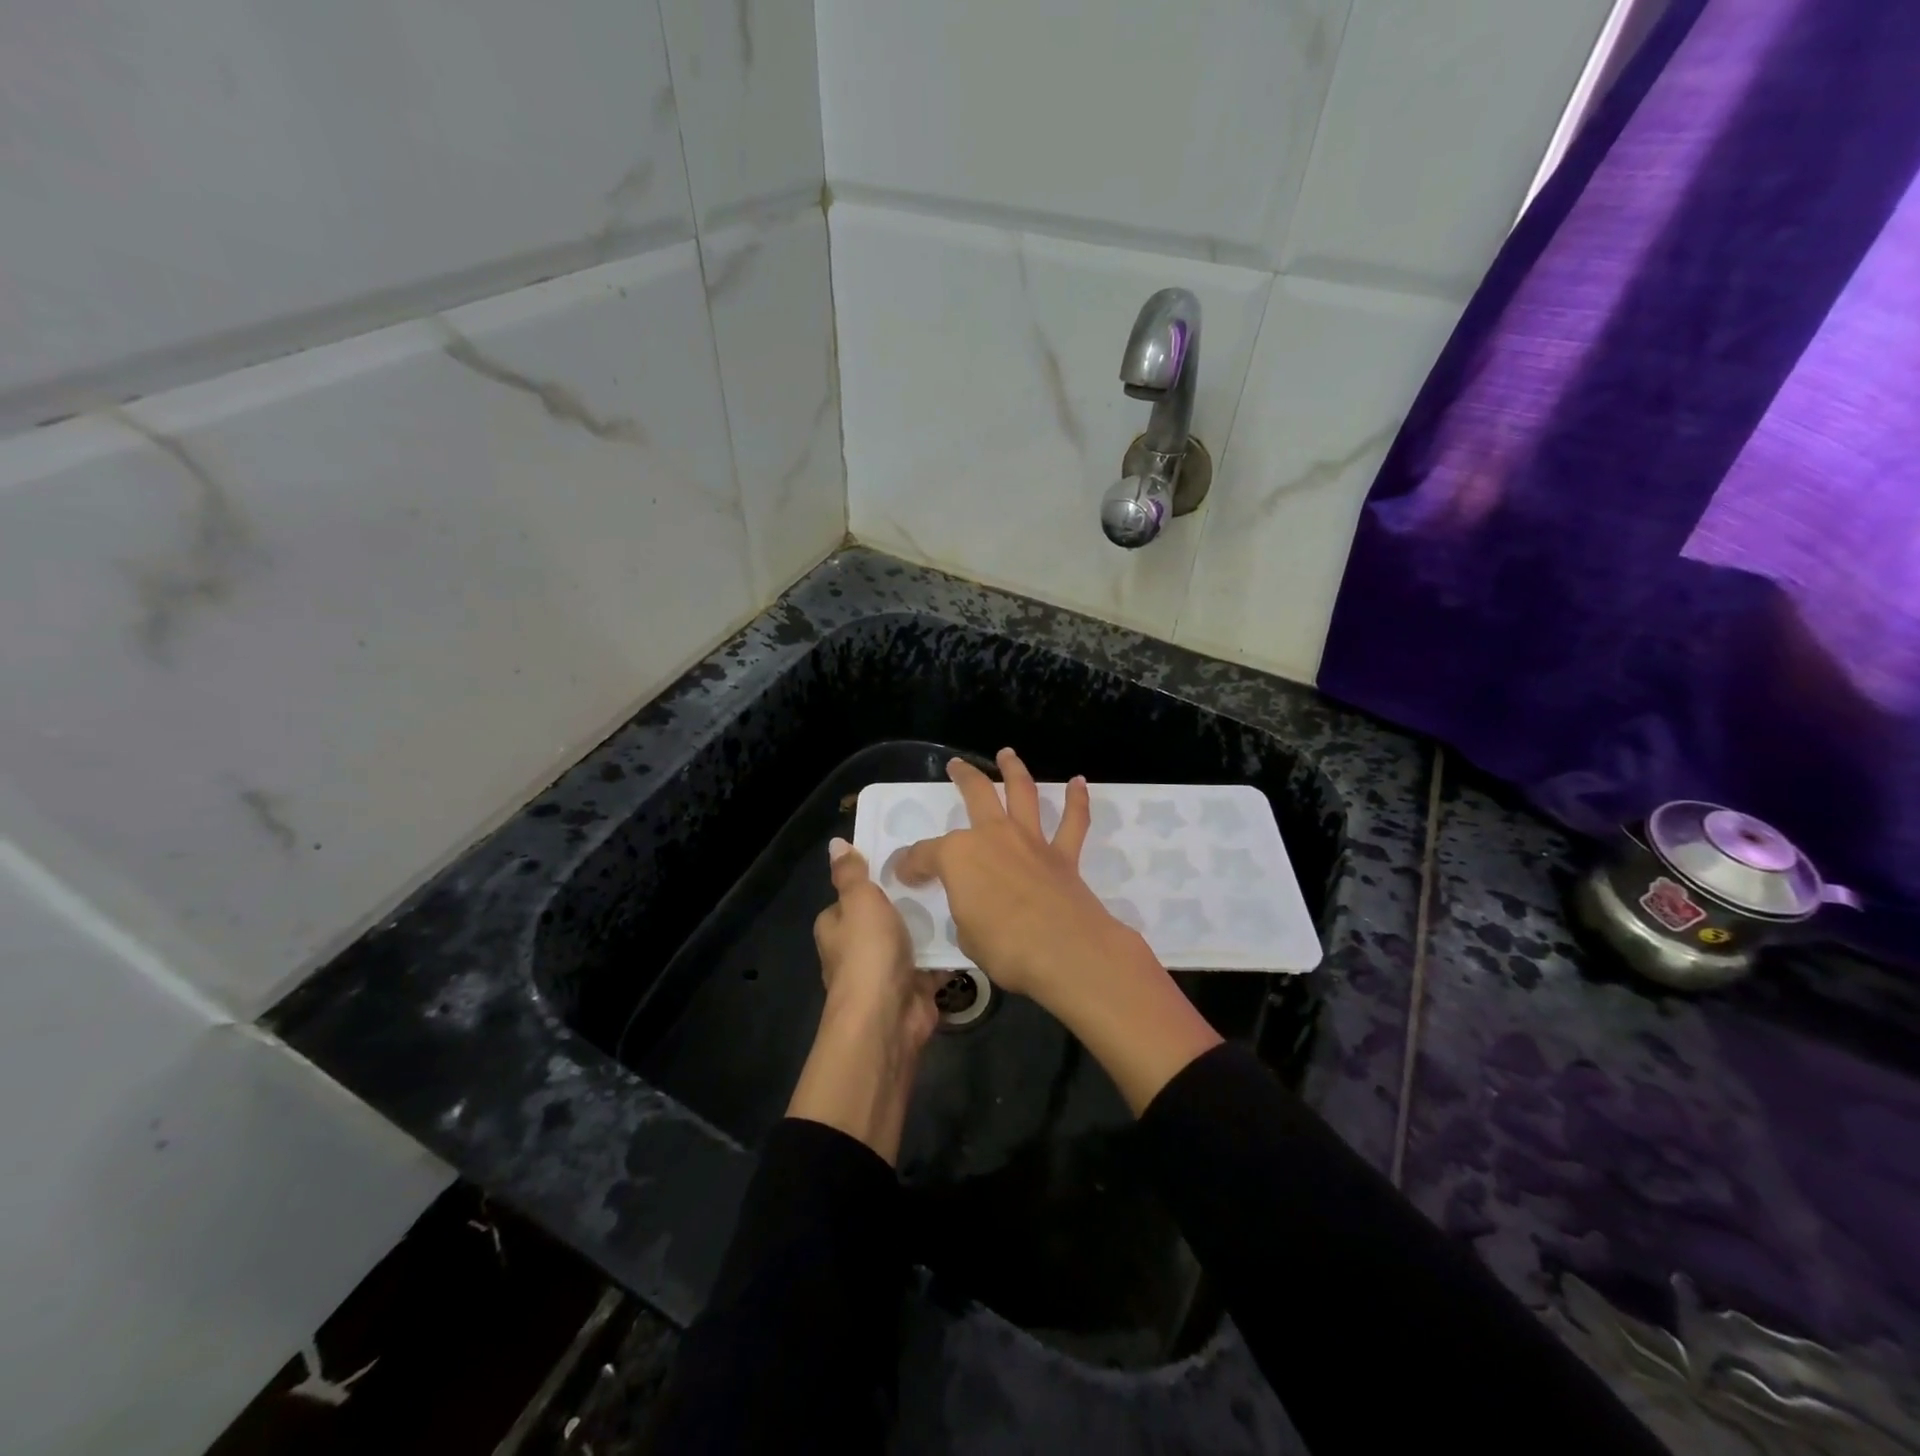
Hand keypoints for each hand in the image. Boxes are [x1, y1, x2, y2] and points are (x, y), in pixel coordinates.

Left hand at [786, 839, 939, 1162]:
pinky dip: (950, 950)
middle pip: (885, 915)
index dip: (873, 878)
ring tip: (963, 891)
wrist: (888, 1019)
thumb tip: (835, 843)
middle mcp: (858, 949)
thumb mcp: (859, 901)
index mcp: (836, 927)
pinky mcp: (915, 987)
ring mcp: (887, 970)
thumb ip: (851, 873)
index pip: (852, 895)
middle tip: (942, 870)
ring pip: (913, 938)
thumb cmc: (868, 953)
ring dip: (931, 924)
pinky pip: (935, 961)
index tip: (904, 857)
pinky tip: (973, 926)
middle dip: (909, 899)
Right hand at [898, 748, 1220, 1113]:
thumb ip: (966, 912)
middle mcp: (993, 836)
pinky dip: (1078, 800)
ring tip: (1007, 754)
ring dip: (1014, 770)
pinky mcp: (1063, 855)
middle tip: (956, 766)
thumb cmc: (1005, 947)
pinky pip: (1073, 821)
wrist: (1065, 951)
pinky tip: (1078, 782)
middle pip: (976, 794)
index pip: (924, 855)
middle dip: (963, 777)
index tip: (905, 874)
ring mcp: (1030, 841)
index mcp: (958, 856)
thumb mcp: (966, 935)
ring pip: (1022, 793)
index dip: (911, 865)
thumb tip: (974, 908)